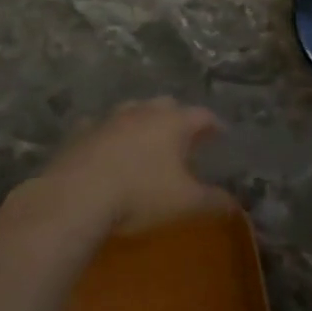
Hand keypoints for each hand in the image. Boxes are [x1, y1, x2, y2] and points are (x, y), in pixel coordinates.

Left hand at [38, 98, 232, 234]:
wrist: (75, 197)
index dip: (214, 125)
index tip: (221, 134)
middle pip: (167, 105)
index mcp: (173, 122)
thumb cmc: (140, 195)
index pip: (202, 115)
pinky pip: (100, 127)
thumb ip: (214, 201)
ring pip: (132, 111)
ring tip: (146, 140)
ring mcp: (109, 119)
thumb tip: (236, 205)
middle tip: (184, 136)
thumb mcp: (185, 203)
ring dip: (143, 122)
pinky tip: (107, 148)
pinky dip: (109, 135)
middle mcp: (143, 112)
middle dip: (178, 118)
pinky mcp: (80, 133)